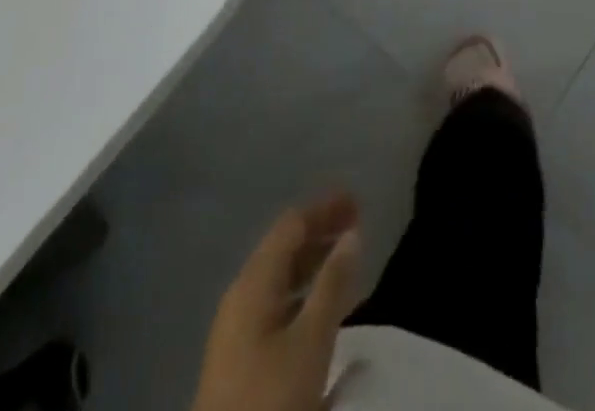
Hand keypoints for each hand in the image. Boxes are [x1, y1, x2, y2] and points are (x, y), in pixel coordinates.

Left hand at [190, 192, 362, 410]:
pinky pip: (277, 305)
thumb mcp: (311, 341)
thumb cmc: (270, 400)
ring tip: (347, 263)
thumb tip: (352, 234)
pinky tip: (322, 309)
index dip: (325, 208)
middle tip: (358, 227)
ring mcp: (237, 329)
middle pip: (284, 248)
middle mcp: (241, 295)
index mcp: (254, 282)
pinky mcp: (239, 360)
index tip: (358, 202)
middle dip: (321, 232)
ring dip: (313, 263)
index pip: (292, 225)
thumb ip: (333, 283)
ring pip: (280, 279)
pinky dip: (303, 293)